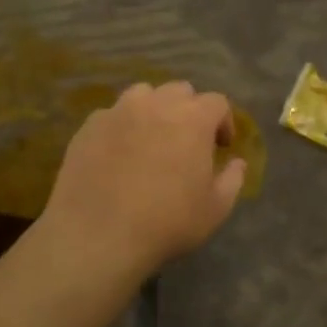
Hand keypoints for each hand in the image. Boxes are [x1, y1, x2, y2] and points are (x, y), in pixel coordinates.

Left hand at [44, 81, 246, 273]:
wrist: (97, 236)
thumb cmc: (166, 223)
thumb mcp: (215, 209)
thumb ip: (232, 179)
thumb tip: (237, 162)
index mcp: (193, 119)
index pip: (217, 102)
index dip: (223, 121)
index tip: (221, 146)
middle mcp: (156, 104)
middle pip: (180, 91)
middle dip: (189, 110)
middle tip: (187, 141)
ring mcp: (118, 112)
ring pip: (143, 95)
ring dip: (154, 110)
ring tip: (151, 138)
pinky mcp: (88, 127)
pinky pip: (111, 115)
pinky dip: (121, 126)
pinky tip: (118, 153)